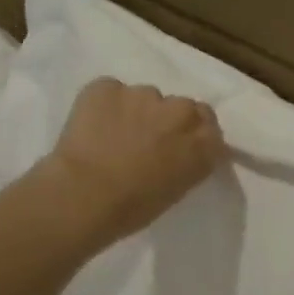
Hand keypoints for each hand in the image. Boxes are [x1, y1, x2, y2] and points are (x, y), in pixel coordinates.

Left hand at [41, 78, 226, 245]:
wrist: (84, 195)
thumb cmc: (133, 207)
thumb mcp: (176, 190)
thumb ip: (186, 163)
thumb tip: (176, 154)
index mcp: (203, 143)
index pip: (209, 126)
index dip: (193, 134)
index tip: (179, 146)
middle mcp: (180, 112)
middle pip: (181, 106)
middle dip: (168, 119)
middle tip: (147, 140)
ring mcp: (144, 94)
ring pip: (145, 97)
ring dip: (136, 111)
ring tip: (113, 135)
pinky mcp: (107, 87)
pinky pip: (110, 92)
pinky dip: (104, 106)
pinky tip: (92, 127)